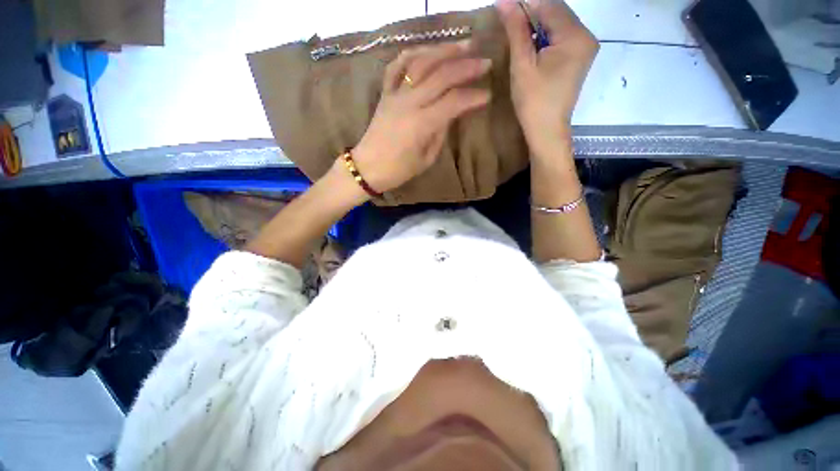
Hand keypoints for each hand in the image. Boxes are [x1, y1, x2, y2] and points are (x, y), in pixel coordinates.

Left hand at [351, 42, 491, 193]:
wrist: (368, 167)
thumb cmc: (399, 170)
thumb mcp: (426, 159)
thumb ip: (440, 133)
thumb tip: (451, 114)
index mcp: (421, 124)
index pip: (453, 102)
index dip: (472, 97)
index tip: (486, 96)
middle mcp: (409, 103)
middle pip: (441, 76)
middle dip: (466, 67)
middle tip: (485, 62)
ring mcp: (395, 94)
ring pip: (420, 63)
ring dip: (444, 51)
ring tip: (463, 46)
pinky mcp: (385, 93)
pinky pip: (396, 66)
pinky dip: (412, 54)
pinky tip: (426, 51)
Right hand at [497, 0, 598, 158]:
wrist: (546, 131)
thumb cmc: (533, 102)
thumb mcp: (522, 65)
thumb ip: (517, 30)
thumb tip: (505, 1)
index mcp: (575, 36)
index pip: (550, 5)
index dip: (526, 3)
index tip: (505, 6)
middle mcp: (586, 36)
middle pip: (557, 12)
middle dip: (532, 12)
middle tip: (509, 18)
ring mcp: (585, 47)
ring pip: (559, 24)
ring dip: (538, 24)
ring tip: (517, 31)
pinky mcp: (579, 58)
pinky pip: (561, 37)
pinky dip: (545, 36)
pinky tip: (531, 43)